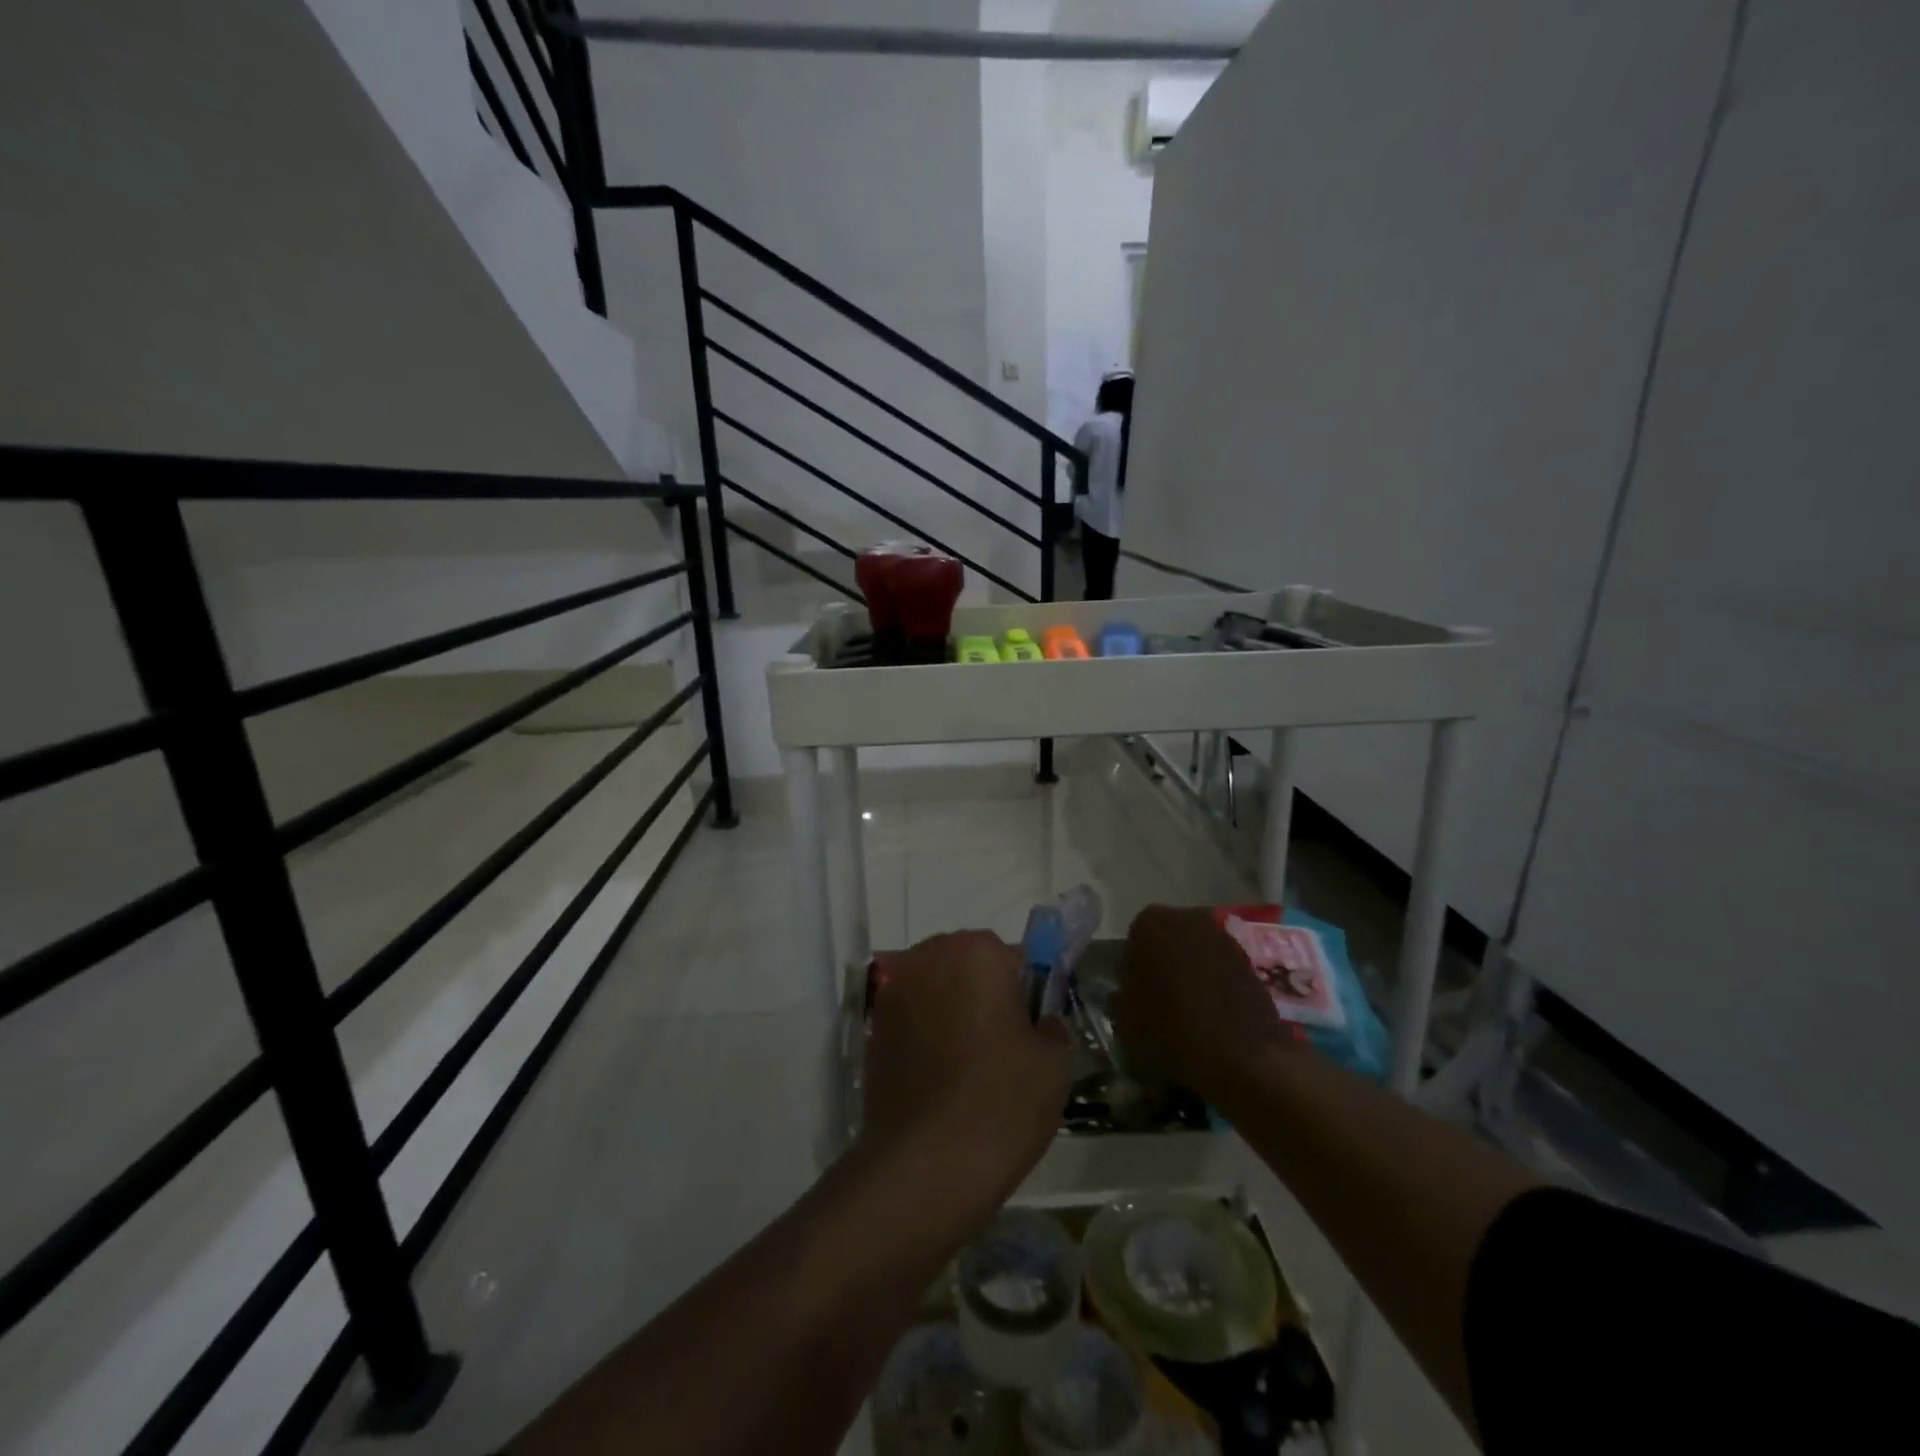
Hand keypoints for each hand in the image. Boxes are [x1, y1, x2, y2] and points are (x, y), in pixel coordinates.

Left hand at [862, 931, 1070, 1200]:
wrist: (925, 1165)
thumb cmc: (1001, 1101)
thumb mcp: (1055, 1063)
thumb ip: (1052, 1026)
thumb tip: (1041, 1023)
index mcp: (977, 951)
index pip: (1012, 956)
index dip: (1025, 991)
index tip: (1030, 1027)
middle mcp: (929, 957)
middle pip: (967, 965)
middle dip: (984, 992)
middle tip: (1002, 1045)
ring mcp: (894, 992)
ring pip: (937, 990)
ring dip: (952, 1011)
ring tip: (969, 1065)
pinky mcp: (873, 1028)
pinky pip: (912, 1018)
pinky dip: (926, 1035)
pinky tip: (940, 1078)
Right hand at [1113, 905, 1286, 1102]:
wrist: (1244, 1059)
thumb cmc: (1171, 1033)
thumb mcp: (1125, 1023)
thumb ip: (1121, 998)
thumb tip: (1127, 993)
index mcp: (1150, 924)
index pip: (1133, 942)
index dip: (1133, 972)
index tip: (1135, 998)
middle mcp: (1189, 918)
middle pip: (1167, 942)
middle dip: (1164, 966)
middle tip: (1161, 1004)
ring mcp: (1225, 937)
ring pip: (1197, 954)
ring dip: (1191, 975)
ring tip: (1190, 1014)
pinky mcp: (1253, 962)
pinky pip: (1222, 970)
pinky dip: (1216, 987)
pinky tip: (1214, 1018)